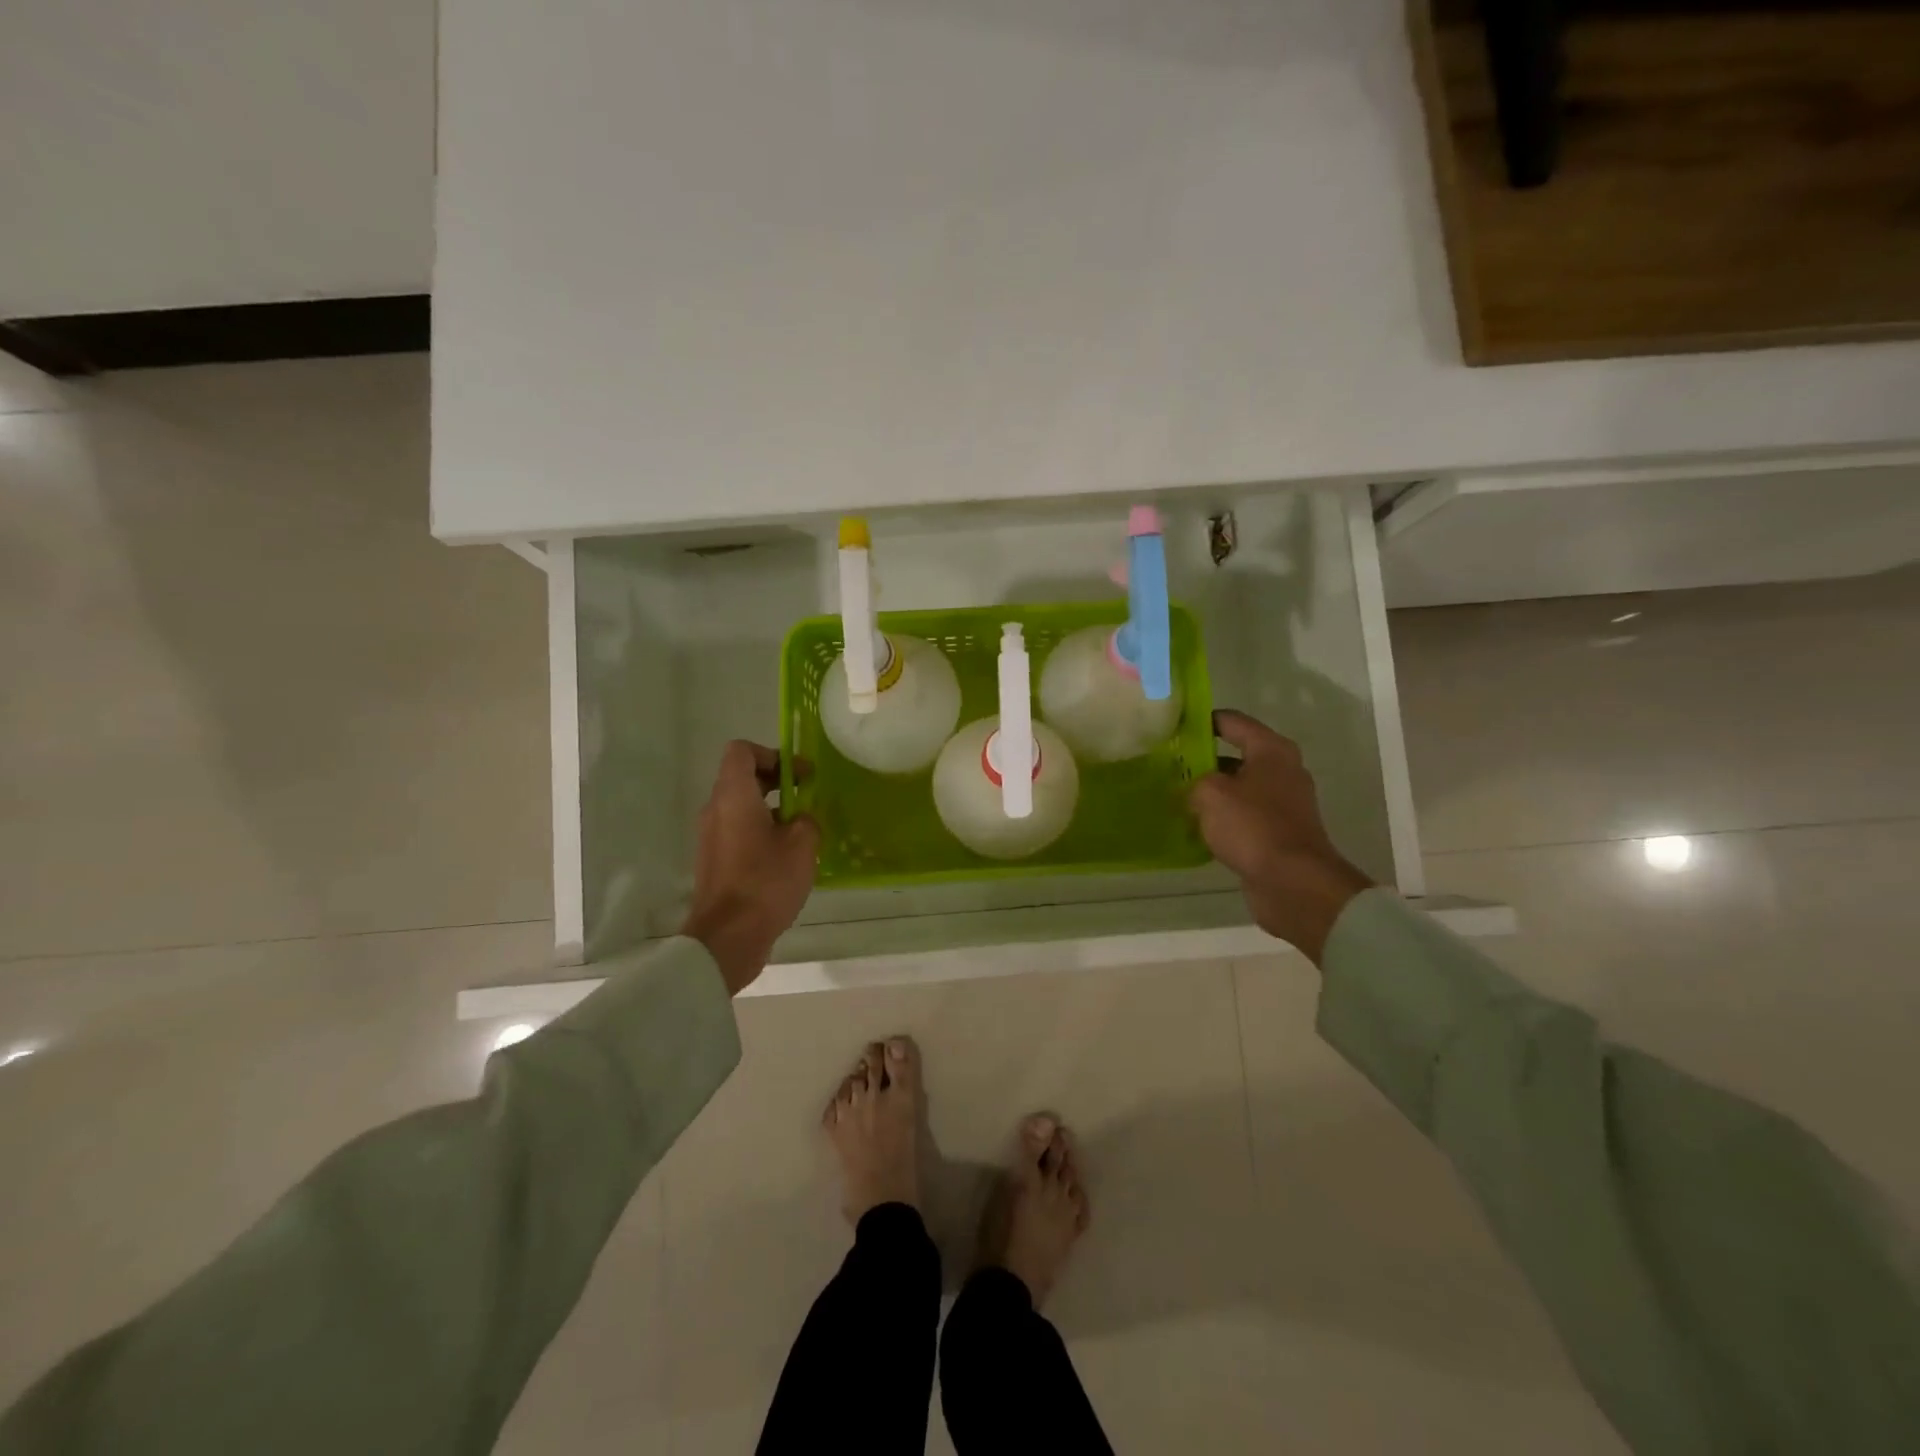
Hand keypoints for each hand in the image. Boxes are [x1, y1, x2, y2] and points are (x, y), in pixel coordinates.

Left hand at [681, 741, 820, 994]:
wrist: (728, 937)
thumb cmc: (766, 882)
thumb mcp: (802, 844)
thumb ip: (807, 820)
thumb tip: (802, 819)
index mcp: (733, 796)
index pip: (741, 751)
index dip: (772, 754)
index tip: (799, 775)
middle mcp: (716, 810)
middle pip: (742, 778)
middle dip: (777, 781)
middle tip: (807, 797)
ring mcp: (711, 837)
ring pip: (741, 807)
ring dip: (771, 809)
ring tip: (802, 830)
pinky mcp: (715, 862)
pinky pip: (738, 832)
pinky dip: (761, 832)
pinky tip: (787, 857)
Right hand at [1190, 710, 1374, 963]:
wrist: (1293, 882)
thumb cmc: (1253, 826)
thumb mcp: (1210, 793)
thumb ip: (1195, 781)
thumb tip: (1192, 789)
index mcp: (1271, 750)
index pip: (1232, 721)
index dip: (1203, 720)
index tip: (1174, 724)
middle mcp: (1282, 771)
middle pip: (1236, 755)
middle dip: (1203, 759)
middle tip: (1168, 764)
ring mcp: (1283, 804)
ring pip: (1239, 788)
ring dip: (1211, 792)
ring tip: (1176, 796)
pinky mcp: (1278, 833)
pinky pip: (1243, 817)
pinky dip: (1222, 819)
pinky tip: (1196, 827)